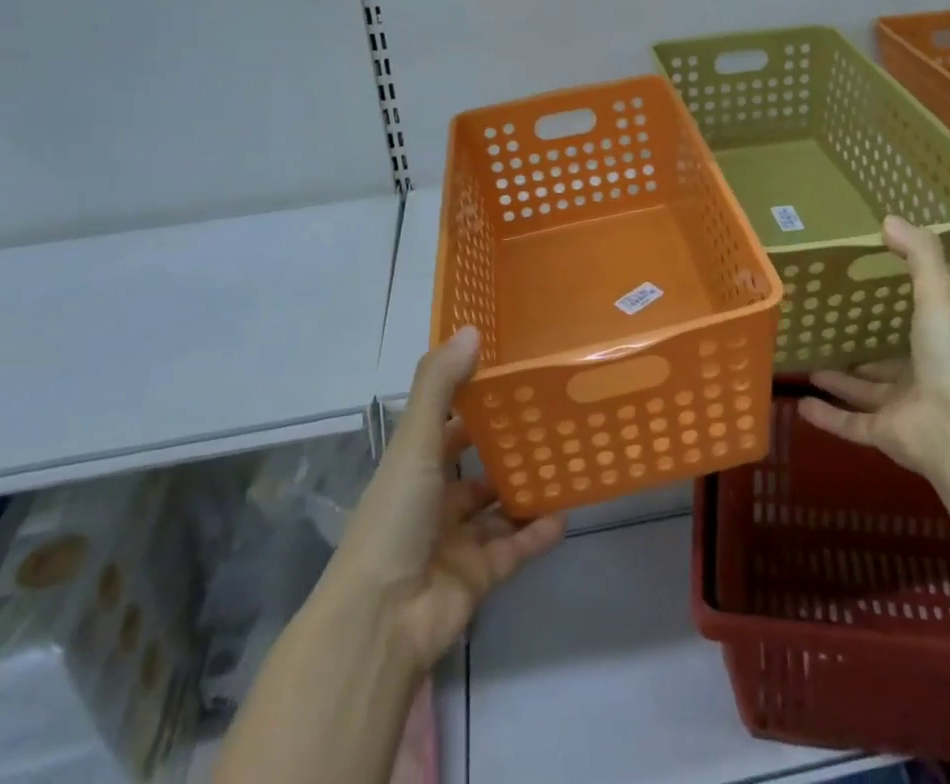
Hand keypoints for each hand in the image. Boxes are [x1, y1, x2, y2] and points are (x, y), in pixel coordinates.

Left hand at [322, 327, 564, 672]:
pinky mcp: (479, 577)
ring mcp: (457, 541)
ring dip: (525, 487)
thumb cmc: (396, 517)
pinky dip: (538, 533)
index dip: (473, 399)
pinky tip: (566, 511)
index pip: (446, 423)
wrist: (382, 620)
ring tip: (565, 457)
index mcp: (413, 466)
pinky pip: (515, 548)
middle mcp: (434, 500)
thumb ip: (440, 385)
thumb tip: (471, 328)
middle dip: (507, 444)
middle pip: (475, 466)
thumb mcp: (414, 442)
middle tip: (551, 415)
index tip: (511, 374)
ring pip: (498, 506)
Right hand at [797, 215, 949, 481]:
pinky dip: (827, 417)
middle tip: (829, 330)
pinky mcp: (885, 434)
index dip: (895, 304)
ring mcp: (904, 408)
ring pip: (866, 393)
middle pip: (888, 361)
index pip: (917, 320)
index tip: (865, 286)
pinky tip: (800, 404)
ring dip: (840, 381)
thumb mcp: (938, 293)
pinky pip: (851, 424)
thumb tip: (888, 219)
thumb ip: (918, 254)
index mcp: (939, 341)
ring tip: (809, 365)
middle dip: (862, 349)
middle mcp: (923, 374)